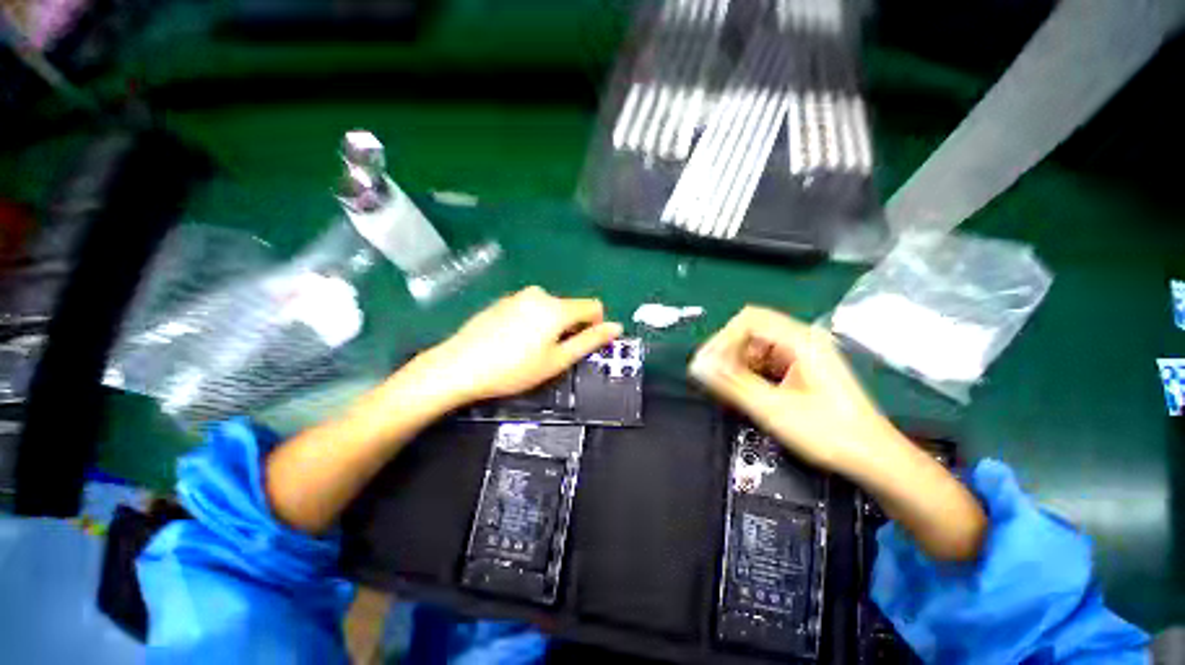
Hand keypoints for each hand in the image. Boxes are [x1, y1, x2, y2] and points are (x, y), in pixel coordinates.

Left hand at [418, 286, 622, 405]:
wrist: (458, 366)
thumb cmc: (514, 369)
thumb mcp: (557, 360)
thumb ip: (590, 341)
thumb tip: (616, 327)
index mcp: (557, 307)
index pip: (593, 306)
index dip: (594, 326)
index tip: (579, 346)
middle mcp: (540, 293)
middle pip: (570, 307)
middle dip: (569, 328)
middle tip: (550, 355)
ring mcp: (518, 295)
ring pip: (549, 308)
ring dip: (549, 326)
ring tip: (529, 350)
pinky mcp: (502, 301)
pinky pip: (530, 308)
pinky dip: (531, 322)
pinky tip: (512, 342)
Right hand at [689, 306, 897, 474]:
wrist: (874, 458)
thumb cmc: (828, 433)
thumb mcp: (773, 409)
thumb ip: (732, 384)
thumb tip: (697, 366)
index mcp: (801, 340)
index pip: (749, 320)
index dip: (722, 339)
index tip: (707, 364)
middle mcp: (802, 338)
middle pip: (752, 329)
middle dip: (727, 350)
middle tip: (711, 375)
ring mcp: (804, 352)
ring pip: (757, 344)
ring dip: (736, 361)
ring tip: (725, 386)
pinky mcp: (802, 367)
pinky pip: (766, 358)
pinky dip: (750, 370)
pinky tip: (744, 389)